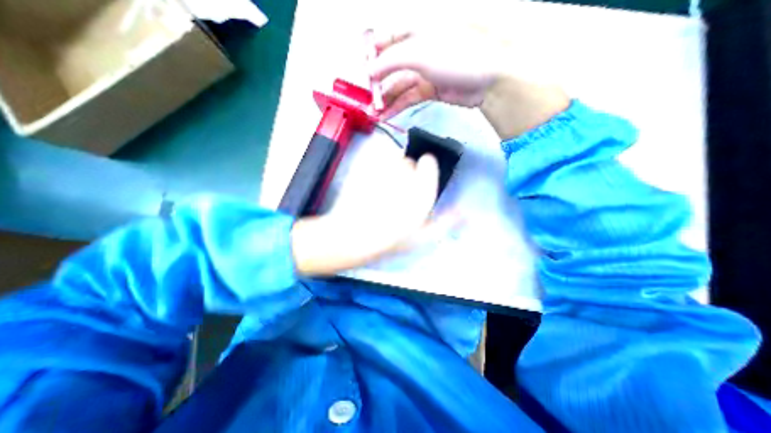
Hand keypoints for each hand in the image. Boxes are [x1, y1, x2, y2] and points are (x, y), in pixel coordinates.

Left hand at [291, 154, 445, 275]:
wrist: (351, 236)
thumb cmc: (388, 241)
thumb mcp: (421, 238)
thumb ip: (444, 224)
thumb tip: (464, 213)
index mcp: (420, 192)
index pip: (428, 163)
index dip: (424, 170)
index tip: (417, 181)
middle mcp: (403, 176)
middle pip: (409, 161)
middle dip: (405, 174)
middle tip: (394, 193)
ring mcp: (381, 168)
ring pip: (392, 156)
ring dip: (390, 167)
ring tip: (380, 187)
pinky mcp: (363, 164)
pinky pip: (375, 153)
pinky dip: (374, 161)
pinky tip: (369, 179)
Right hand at [371, 26, 503, 117]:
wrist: (488, 78)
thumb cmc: (458, 54)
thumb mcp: (420, 52)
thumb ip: (391, 60)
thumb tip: (370, 69)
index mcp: (416, 29)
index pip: (386, 39)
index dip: (372, 55)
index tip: (362, 72)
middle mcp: (419, 49)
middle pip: (391, 66)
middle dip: (377, 83)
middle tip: (367, 98)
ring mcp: (425, 71)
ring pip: (399, 85)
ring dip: (386, 99)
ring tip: (374, 112)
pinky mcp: (431, 90)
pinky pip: (409, 97)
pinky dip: (398, 106)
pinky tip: (387, 115)